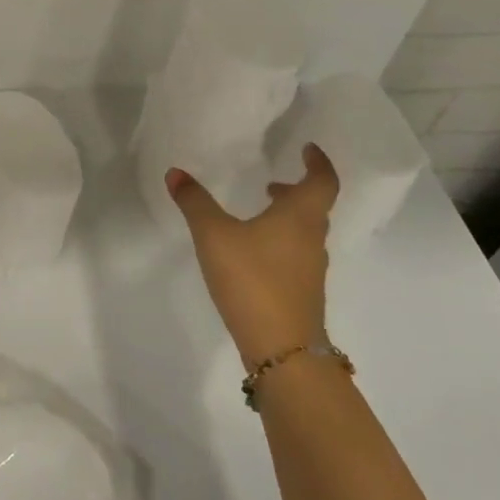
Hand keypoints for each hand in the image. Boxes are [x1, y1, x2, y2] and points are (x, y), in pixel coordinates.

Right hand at [167, 143, 338, 367]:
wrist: (282, 349)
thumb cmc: (252, 280)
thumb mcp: (214, 235)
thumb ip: (195, 203)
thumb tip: (175, 173)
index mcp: (300, 216)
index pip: (323, 181)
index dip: (318, 162)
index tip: (308, 149)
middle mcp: (312, 239)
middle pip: (315, 207)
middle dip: (296, 191)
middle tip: (272, 183)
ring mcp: (310, 269)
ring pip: (305, 233)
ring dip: (287, 218)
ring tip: (258, 215)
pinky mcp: (302, 293)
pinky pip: (296, 255)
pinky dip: (281, 243)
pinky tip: (254, 254)